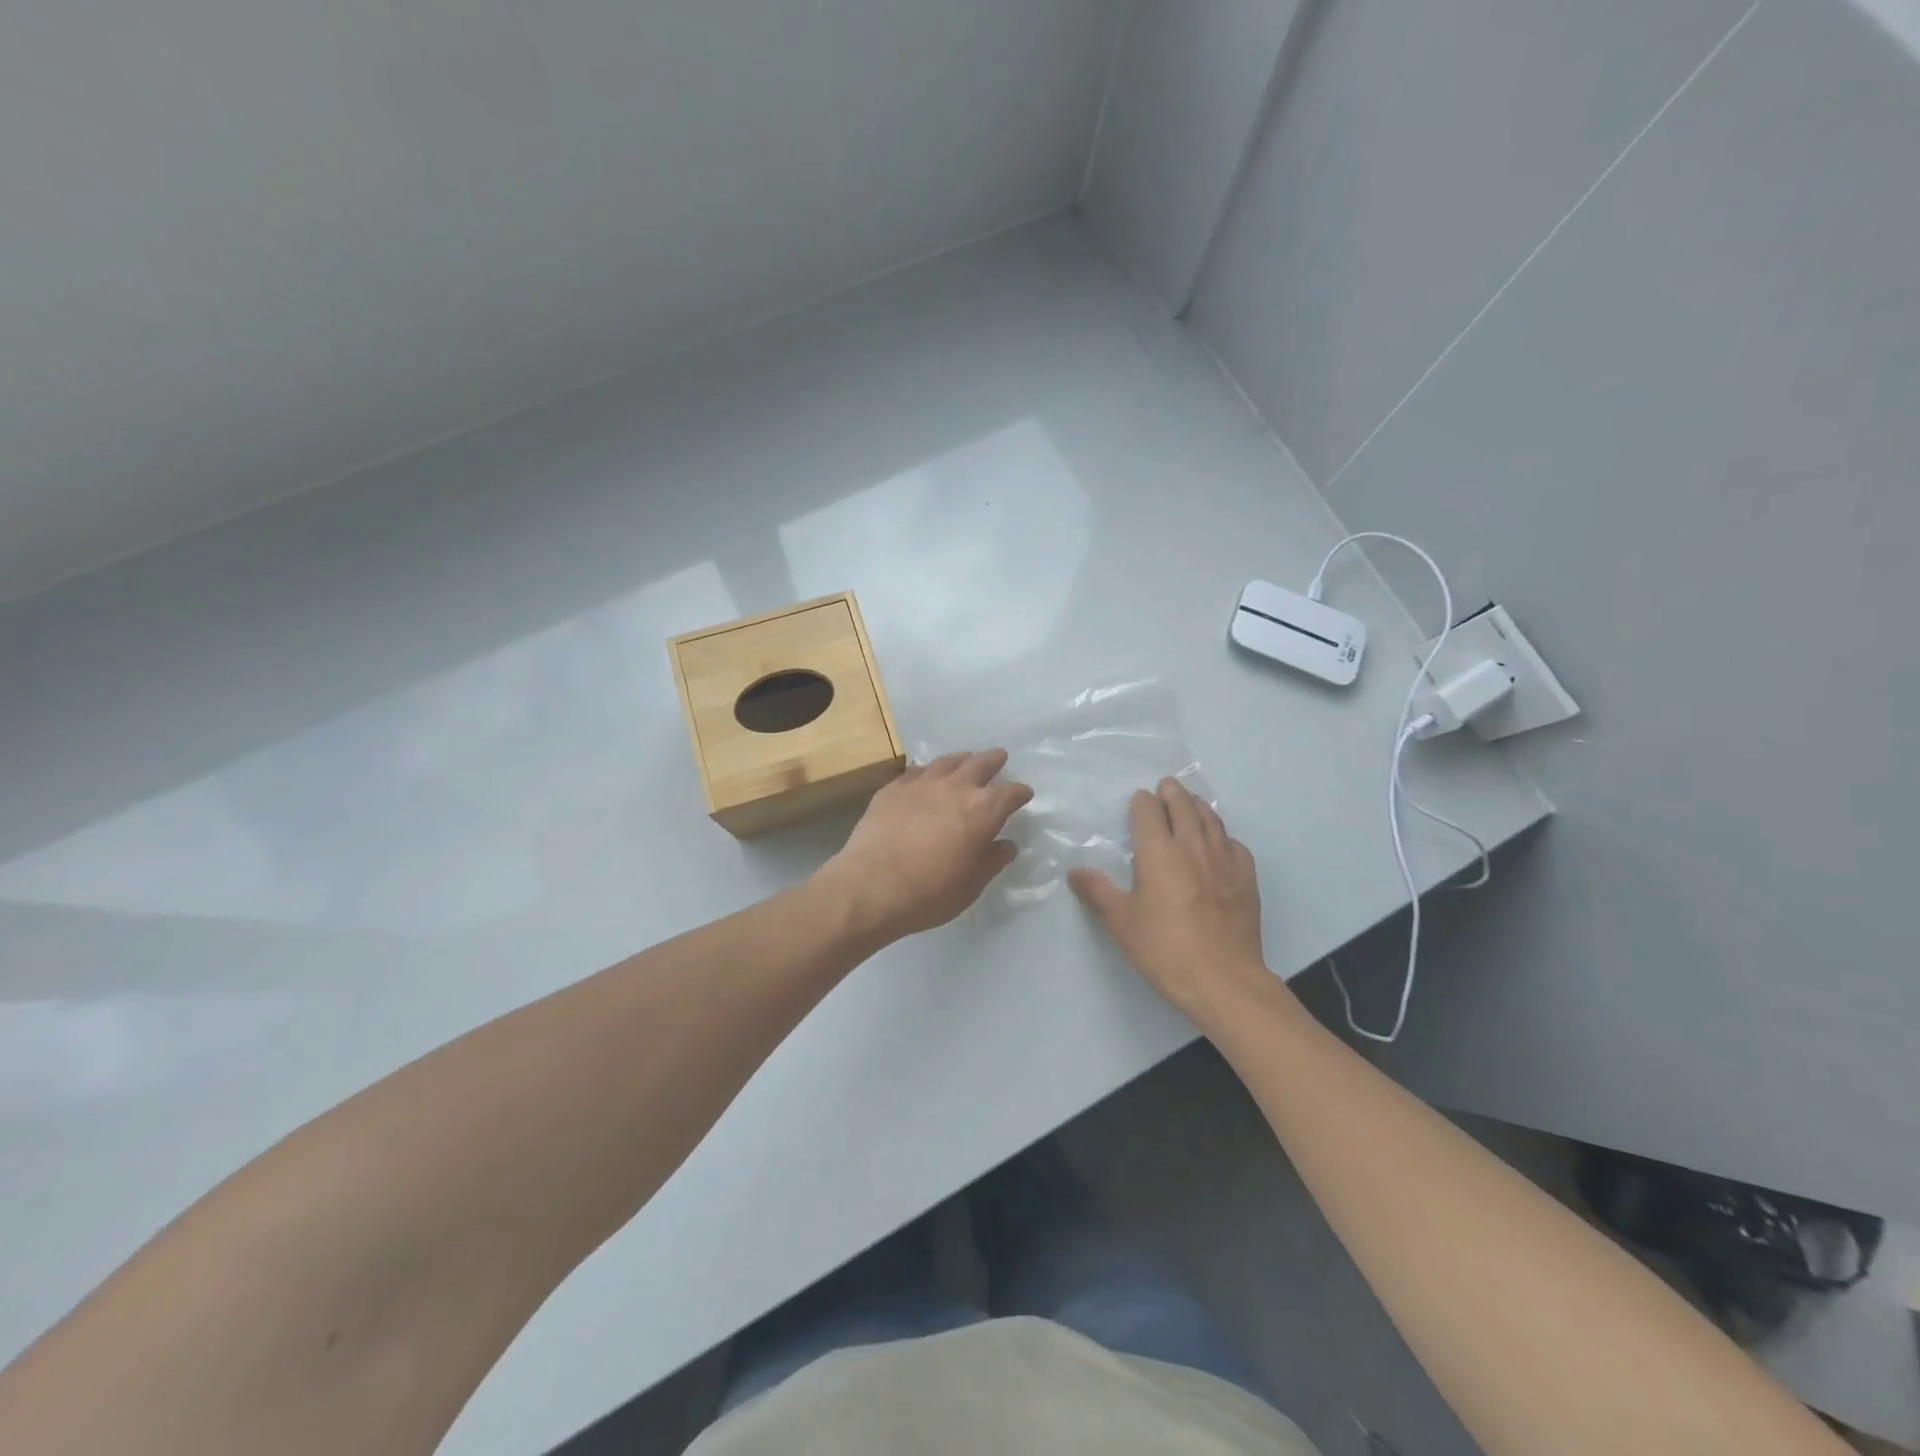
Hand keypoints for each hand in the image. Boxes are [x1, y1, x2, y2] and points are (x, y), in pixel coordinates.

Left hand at [819, 749, 1033, 941]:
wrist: (871, 886)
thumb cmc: (929, 893)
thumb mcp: (971, 886)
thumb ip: (992, 861)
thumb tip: (1006, 845)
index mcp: (983, 810)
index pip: (1010, 793)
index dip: (1020, 793)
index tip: (1024, 794)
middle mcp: (956, 787)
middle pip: (980, 764)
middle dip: (994, 760)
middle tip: (999, 757)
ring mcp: (921, 783)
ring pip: (947, 761)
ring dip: (962, 760)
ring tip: (966, 759)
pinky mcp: (892, 788)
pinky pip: (916, 772)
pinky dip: (928, 772)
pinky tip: (926, 776)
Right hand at [1069, 778, 1269, 1019]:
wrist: (1223, 979)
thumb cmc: (1164, 948)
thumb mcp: (1121, 922)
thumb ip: (1098, 891)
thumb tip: (1075, 871)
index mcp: (1158, 852)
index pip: (1149, 811)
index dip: (1142, 803)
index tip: (1138, 801)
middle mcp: (1192, 846)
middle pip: (1183, 807)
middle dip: (1172, 793)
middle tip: (1167, 786)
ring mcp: (1224, 861)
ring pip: (1211, 820)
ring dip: (1198, 807)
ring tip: (1192, 802)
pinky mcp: (1246, 879)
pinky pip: (1234, 845)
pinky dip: (1223, 835)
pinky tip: (1221, 843)